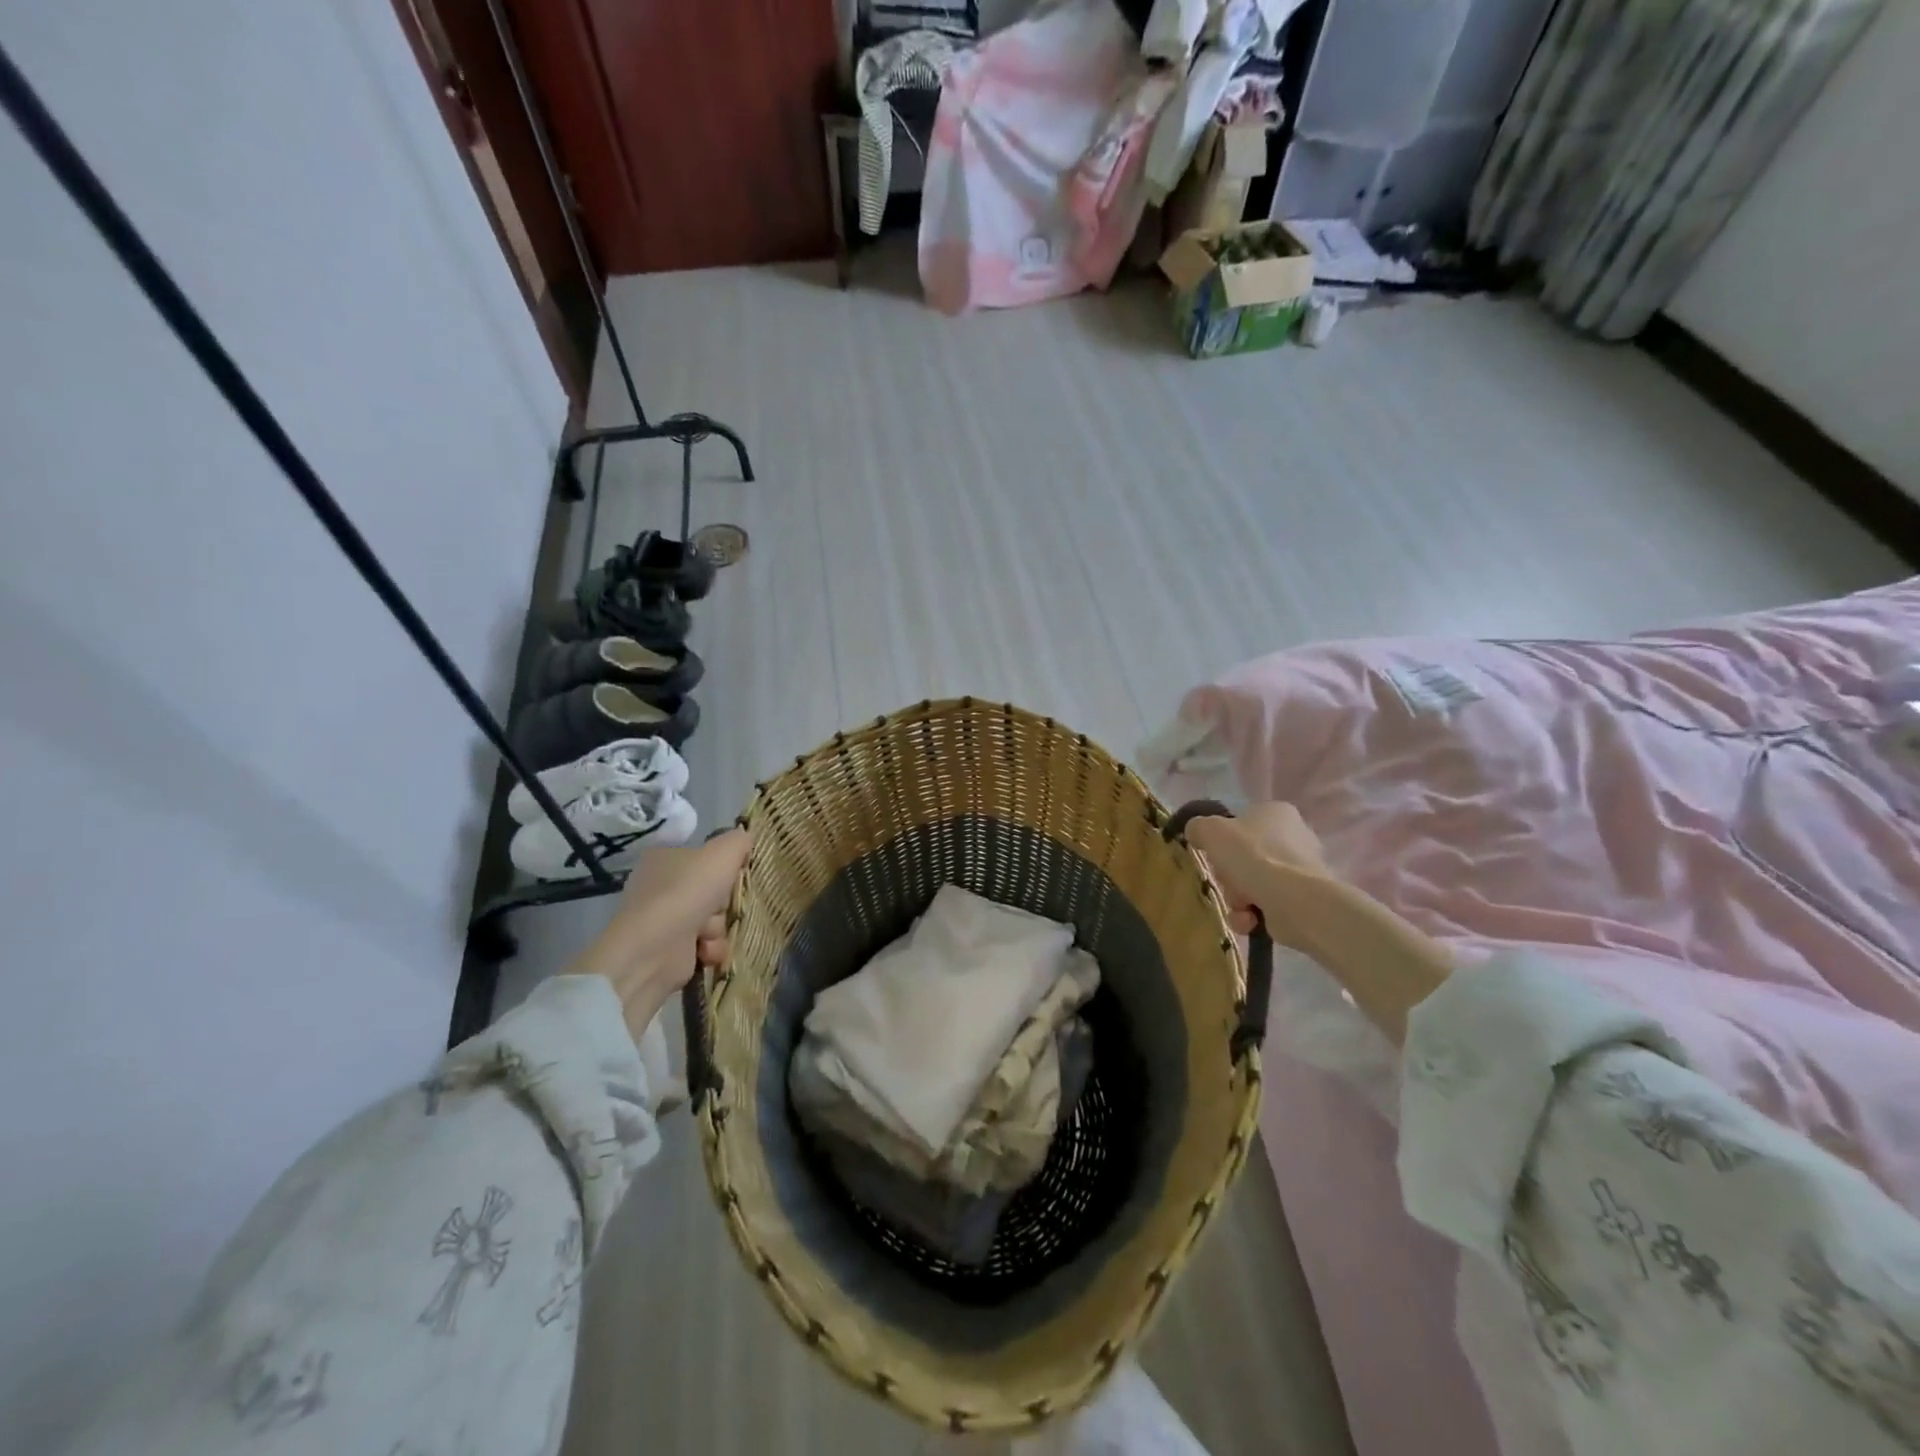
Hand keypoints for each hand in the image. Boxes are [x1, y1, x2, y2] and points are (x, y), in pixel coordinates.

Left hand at [569, 828, 751, 1044]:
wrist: (654, 950)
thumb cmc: (688, 892)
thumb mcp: (723, 852)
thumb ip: (739, 841)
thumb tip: (745, 840)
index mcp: (664, 857)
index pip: (704, 858)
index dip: (723, 868)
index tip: (734, 875)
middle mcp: (659, 886)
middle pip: (712, 891)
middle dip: (721, 903)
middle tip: (720, 905)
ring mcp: (662, 919)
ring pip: (711, 919)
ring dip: (717, 928)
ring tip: (707, 934)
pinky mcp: (667, 949)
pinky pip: (703, 945)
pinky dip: (709, 948)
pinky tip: (704, 951)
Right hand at [1185, 803, 1450, 1043]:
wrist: (1296, 902)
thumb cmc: (1253, 856)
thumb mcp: (1211, 831)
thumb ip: (1198, 827)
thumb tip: (1196, 832)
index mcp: (1277, 812)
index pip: (1241, 823)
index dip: (1222, 842)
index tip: (1213, 855)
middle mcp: (1295, 836)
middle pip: (1244, 857)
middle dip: (1230, 876)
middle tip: (1225, 882)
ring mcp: (1302, 869)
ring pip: (1253, 884)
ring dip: (1238, 898)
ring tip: (1240, 906)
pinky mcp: (1304, 899)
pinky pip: (1267, 905)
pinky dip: (1253, 915)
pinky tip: (1250, 920)